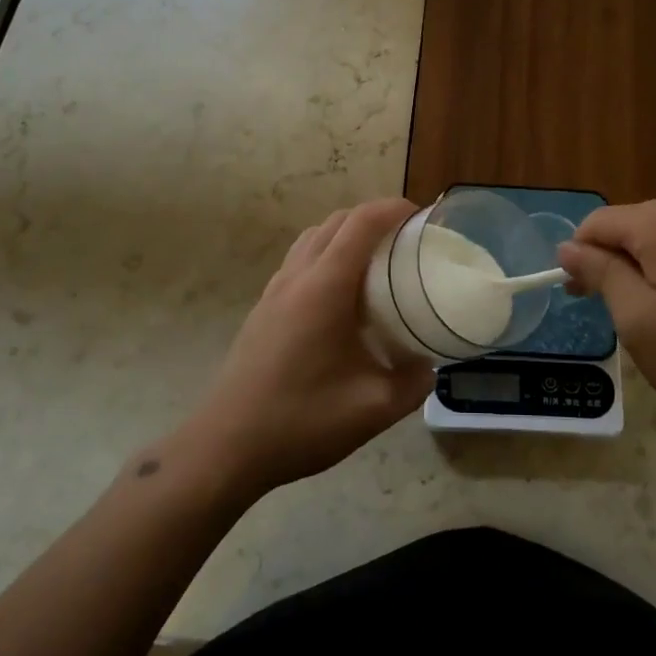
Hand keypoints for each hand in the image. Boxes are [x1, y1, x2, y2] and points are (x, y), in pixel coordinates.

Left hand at [183, 199, 432, 496]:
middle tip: (406, 238)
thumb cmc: (302, 421)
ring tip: (375, 259)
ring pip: (313, 237)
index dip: (393, 209)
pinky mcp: (263, 308)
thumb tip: (429, 365)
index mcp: (326, 287)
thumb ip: (413, 383)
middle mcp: (298, 276)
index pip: (362, 223)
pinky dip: (326, 254)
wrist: (226, 447)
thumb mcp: (374, 409)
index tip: (422, 217)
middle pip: (337, 221)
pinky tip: (341, 294)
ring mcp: (275, 290)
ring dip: (346, 233)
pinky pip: (299, 259)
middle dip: (374, 216)